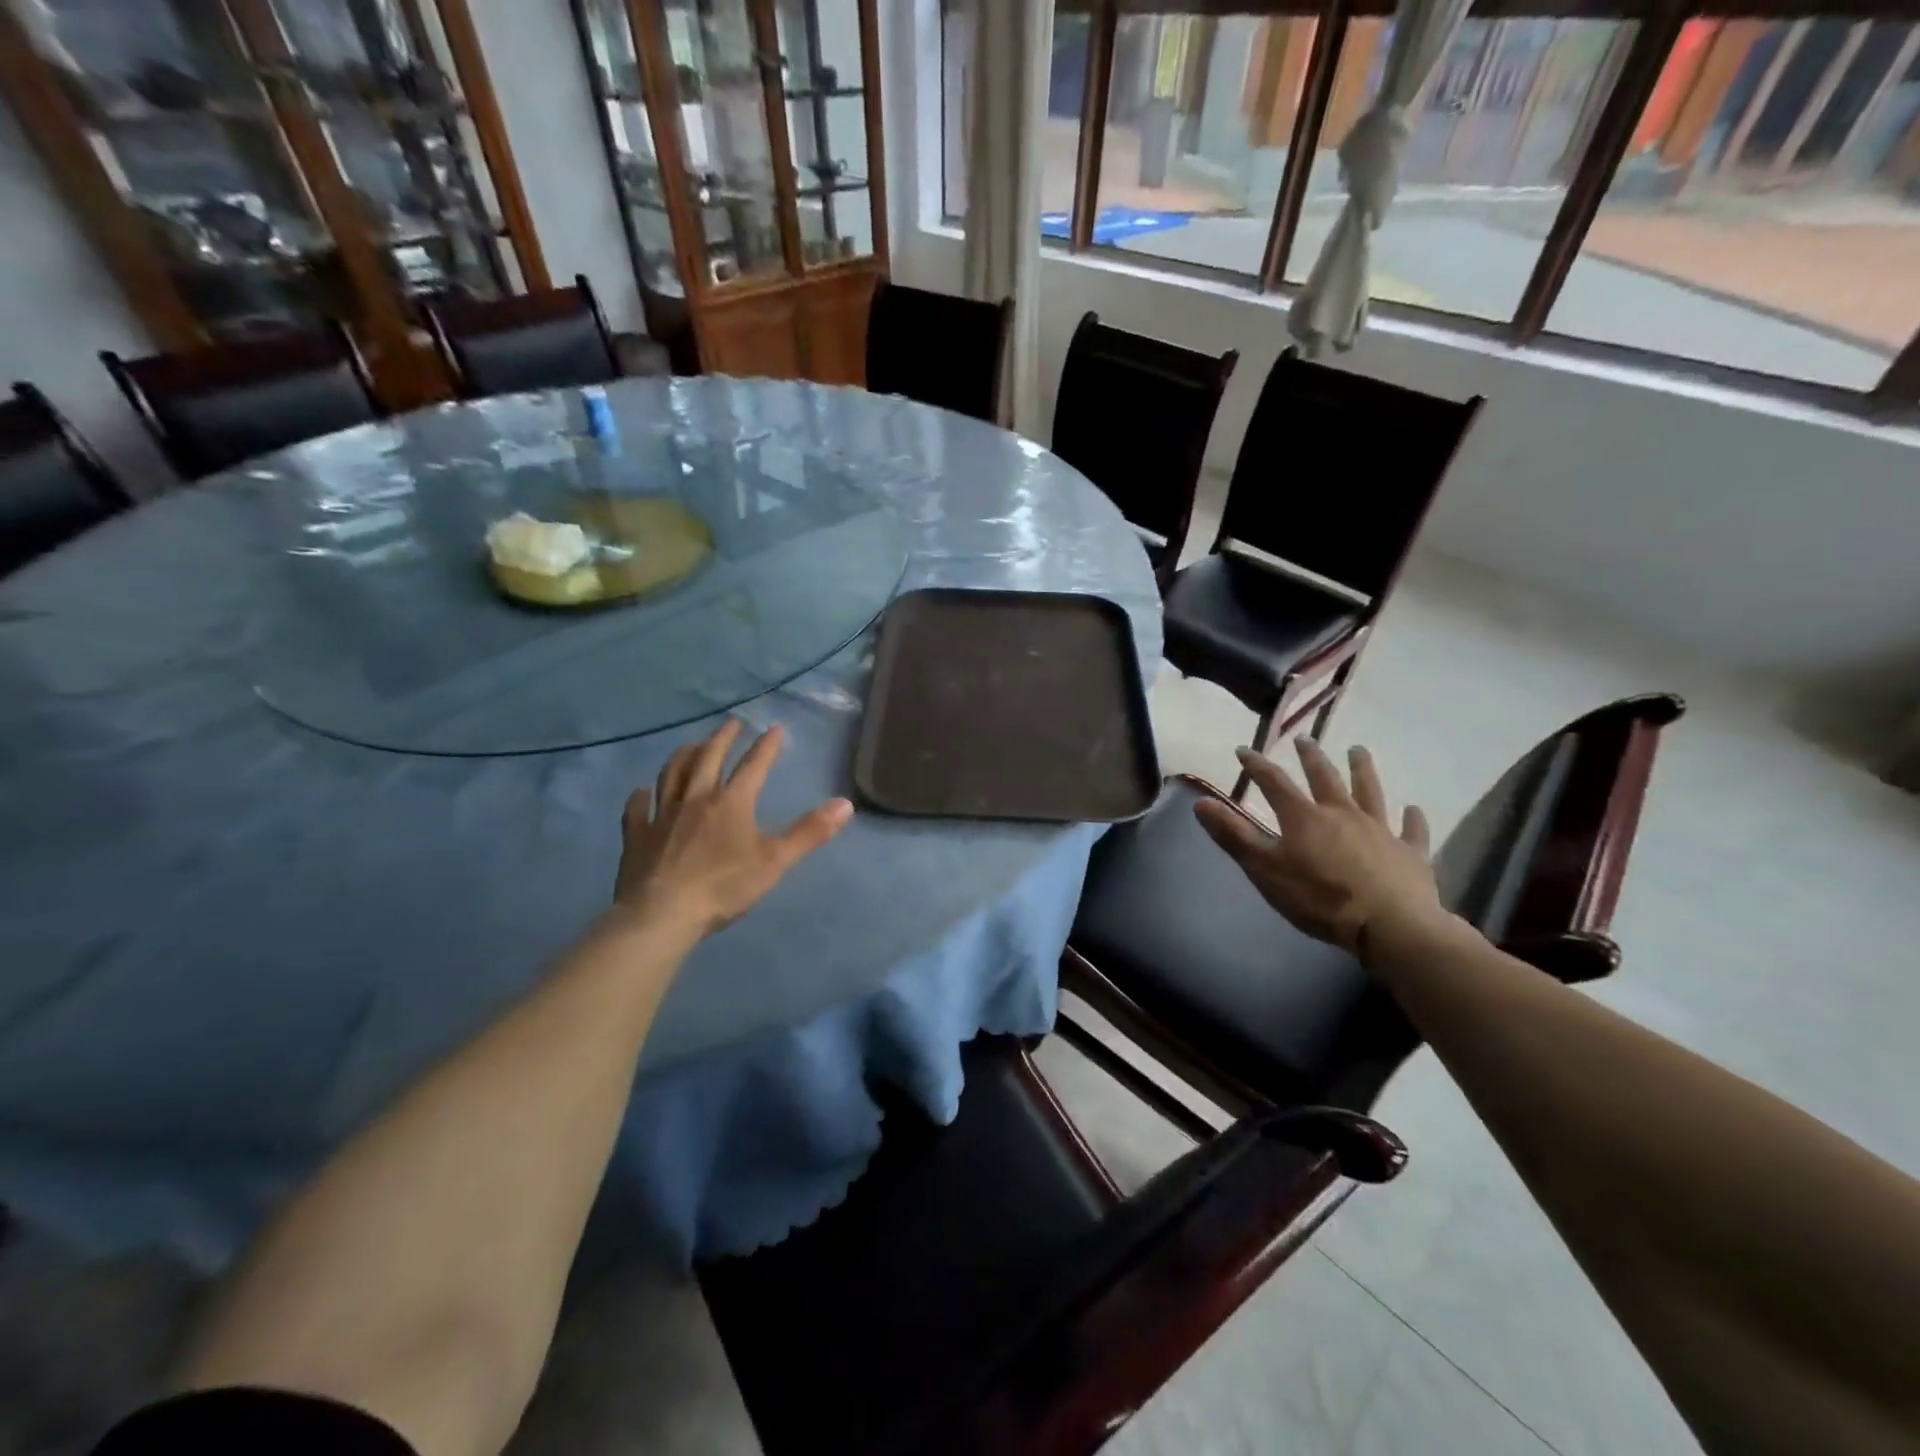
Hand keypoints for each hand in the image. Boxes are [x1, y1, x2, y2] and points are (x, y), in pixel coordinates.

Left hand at [614, 720, 852, 935]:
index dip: (766, 746)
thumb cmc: (723, 887)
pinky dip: (640, 797)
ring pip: (671, 775)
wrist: (662, 914)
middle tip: (731, 724)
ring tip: (690, 746)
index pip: (753, 766)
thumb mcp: (775, 861)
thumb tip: (845, 804)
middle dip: (722, 738)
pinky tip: (641, 792)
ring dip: (683, 756)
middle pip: (708, 759)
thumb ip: (810, 832)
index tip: (775, 728)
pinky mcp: (637, 836)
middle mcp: (695, 799)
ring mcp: (662, 815)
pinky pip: (636, 809)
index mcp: (731, 803)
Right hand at [1194, 738, 1442, 954]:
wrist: (1389, 926)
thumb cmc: (1319, 898)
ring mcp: (1380, 830)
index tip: (1244, 750)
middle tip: (1304, 739)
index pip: (1274, 783)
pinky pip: (1412, 830)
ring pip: (1370, 792)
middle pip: (1324, 778)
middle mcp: (1342, 813)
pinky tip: (1413, 809)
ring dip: (1362, 770)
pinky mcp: (1410, 853)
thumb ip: (1233, 835)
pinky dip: (1412, 819)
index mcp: (1304, 817)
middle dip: (1311, 757)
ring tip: (1358, 751)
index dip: (1256, 766)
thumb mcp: (1265, 869)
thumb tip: (1200, 802)